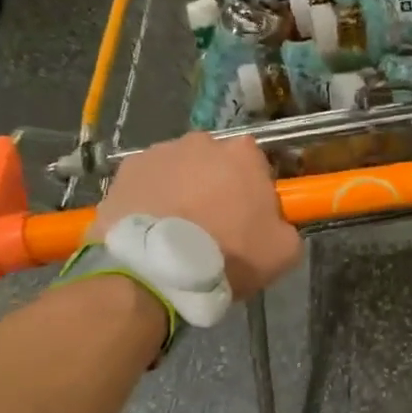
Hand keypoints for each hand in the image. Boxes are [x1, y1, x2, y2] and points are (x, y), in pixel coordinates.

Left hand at [88, 132, 300, 298]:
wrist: (155, 270)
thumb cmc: (227, 254)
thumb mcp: (283, 252)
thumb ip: (286, 228)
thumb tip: (276, 225)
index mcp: (243, 153)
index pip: (255, 163)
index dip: (252, 190)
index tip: (248, 217)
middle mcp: (202, 142)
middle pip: (214, 162)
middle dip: (214, 185)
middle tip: (212, 225)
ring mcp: (159, 152)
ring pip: (178, 170)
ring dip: (180, 191)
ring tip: (176, 231)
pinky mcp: (125, 171)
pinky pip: (146, 183)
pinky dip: (149, 199)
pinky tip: (150, 230)